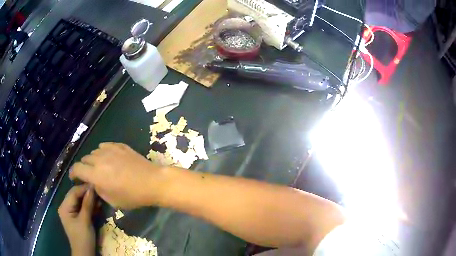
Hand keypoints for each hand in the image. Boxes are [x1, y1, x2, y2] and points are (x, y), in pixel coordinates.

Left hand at [58, 184, 95, 255]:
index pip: (73, 192)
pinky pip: (82, 208)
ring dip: (89, 200)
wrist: (84, 253)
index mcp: (64, 207)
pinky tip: (97, 205)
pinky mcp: (76, 217)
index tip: (96, 185)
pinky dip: (89, 206)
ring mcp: (71, 212)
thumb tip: (92, 188)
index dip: (84, 188)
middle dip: (87, 193)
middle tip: (99, 191)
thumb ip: (87, 204)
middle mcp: (65, 207)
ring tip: (100, 198)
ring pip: (80, 201)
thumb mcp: (85, 221)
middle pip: (76, 195)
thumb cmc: (83, 237)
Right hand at [69, 142, 167, 208]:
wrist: (153, 182)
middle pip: (85, 159)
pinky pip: (105, 145)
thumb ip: (98, 190)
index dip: (73, 173)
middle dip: (84, 167)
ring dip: (94, 159)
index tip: (74, 177)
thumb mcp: (112, 200)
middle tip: (89, 175)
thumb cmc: (133, 196)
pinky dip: (103, 151)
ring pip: (94, 151)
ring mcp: (110, 150)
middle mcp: (100, 159)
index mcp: (96, 174)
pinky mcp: (120, 146)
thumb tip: (93, 182)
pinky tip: (109, 157)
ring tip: (100, 167)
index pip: (77, 168)